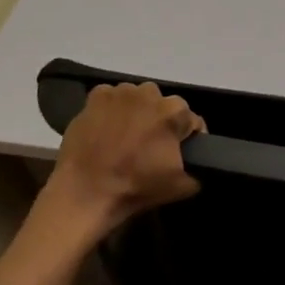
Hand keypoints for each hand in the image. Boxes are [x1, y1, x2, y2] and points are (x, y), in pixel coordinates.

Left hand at [39, 82, 205, 247]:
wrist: (86, 191)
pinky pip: (111, 99)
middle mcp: (150, 93)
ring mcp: (121, 92)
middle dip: (160, 122)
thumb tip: (198, 166)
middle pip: (163, 106)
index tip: (178, 154)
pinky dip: (112, 110)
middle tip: (149, 146)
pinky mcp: (96, 96)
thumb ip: (199, 171)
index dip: (187, 138)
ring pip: (137, 99)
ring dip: (136, 113)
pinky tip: (106, 129)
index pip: (191, 121)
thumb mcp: (181, 187)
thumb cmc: (136, 187)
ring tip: (125, 137)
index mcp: (174, 112)